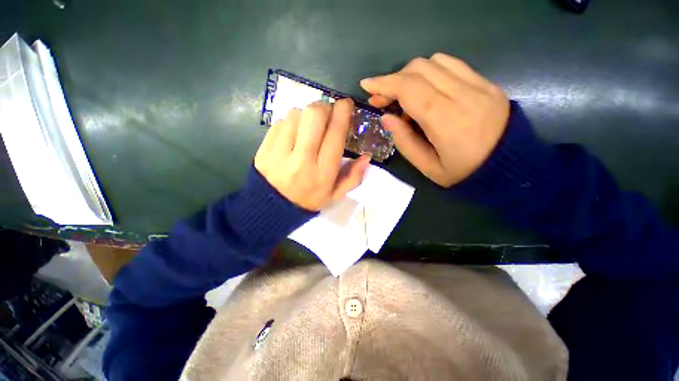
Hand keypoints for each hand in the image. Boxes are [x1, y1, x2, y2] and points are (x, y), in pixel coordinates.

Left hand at [255, 99, 370, 210]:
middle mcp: (302, 159)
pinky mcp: (265, 147)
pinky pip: (281, 121)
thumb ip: (353, 177)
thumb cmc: (308, 201)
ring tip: (309, 127)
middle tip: (328, 113)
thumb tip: (366, 157)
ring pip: (296, 114)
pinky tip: (293, 134)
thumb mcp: (334, 196)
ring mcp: (280, 152)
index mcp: (323, 173)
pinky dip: (291, 122)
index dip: (342, 113)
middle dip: (325, 107)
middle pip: (314, 115)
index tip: (346, 104)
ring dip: (307, 115)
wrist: (271, 208)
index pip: (335, 134)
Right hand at [360, 53, 509, 186]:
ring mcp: (478, 85)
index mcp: (447, 121)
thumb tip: (387, 117)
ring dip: (410, 75)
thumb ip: (405, 142)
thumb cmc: (464, 172)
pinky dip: (429, 71)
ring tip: (403, 96)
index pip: (411, 90)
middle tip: (382, 98)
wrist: (511, 165)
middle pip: (420, 69)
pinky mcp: (485, 82)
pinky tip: (424, 89)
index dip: (385, 84)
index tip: (367, 85)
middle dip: (393, 80)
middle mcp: (463, 95)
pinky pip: (451, 64)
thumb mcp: (429, 167)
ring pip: (435, 62)